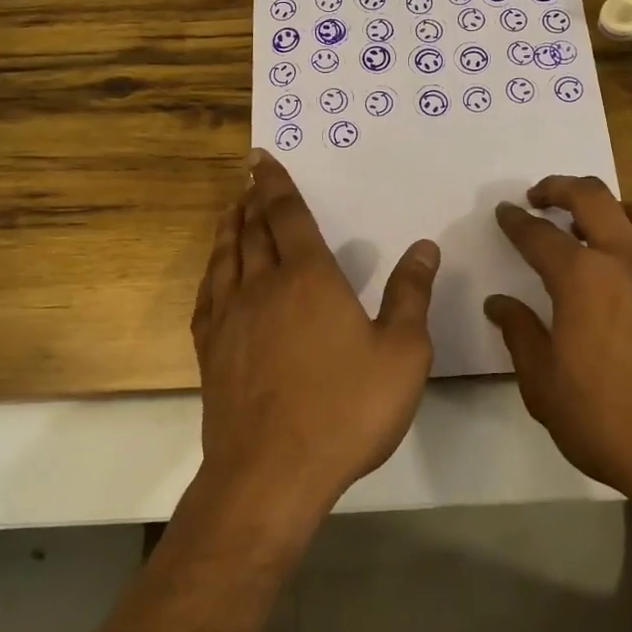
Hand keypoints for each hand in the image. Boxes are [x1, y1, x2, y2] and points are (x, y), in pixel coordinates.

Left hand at [190, 150, 439, 519]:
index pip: (287, 215)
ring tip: (231, 209)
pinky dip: (212, 271)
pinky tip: (214, 272)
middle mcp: (263, 285)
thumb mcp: (402, 353)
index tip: (261, 158)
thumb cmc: (345, 409)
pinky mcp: (212, 350)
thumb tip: (424, 247)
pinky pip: (208, 295)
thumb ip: (411, 295)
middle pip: (253, 230)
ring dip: (229, 227)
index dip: (275, 183)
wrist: (271, 473)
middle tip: (249, 176)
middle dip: (252, 199)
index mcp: (308, 278)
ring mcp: (230, 318)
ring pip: (226, 257)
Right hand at [484, 176, 631, 508]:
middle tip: (539, 197)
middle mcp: (628, 258)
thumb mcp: (544, 387)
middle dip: (558, 187)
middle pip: (591, 197)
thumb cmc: (612, 425)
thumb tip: (498, 302)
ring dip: (610, 205)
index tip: (504, 212)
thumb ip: (519, 334)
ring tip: (593, 226)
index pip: (538, 235)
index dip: (516, 221)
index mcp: (582, 279)